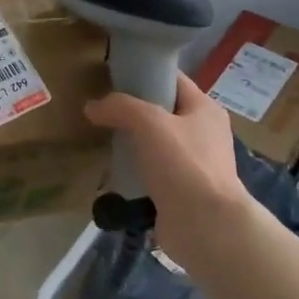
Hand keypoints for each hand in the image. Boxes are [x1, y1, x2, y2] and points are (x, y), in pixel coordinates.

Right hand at [83, 72, 251, 262]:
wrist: (205, 226)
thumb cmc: (183, 164)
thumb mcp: (149, 122)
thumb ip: (119, 107)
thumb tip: (92, 107)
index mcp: (205, 109)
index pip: (172, 79)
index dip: (143, 73)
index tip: (111, 77)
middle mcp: (203, 133)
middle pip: (161, 111)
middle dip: (131, 110)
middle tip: (100, 110)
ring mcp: (193, 164)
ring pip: (154, 143)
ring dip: (130, 142)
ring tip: (100, 139)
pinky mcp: (180, 190)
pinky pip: (151, 172)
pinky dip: (133, 170)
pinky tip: (111, 171)